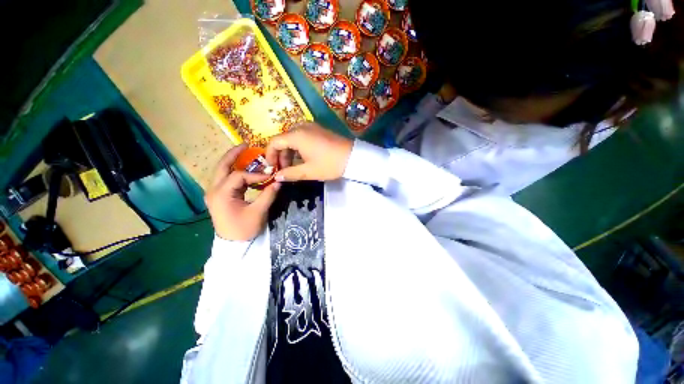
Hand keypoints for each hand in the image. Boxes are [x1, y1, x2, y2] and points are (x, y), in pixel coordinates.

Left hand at [205, 144, 280, 240]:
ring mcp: (215, 193)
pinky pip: (227, 179)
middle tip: (246, 145)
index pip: (239, 176)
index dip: (256, 174)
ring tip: (246, 153)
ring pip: (223, 171)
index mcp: (221, 194)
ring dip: (234, 162)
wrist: (233, 245)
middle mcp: (214, 190)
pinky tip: (246, 171)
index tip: (270, 176)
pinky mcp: (220, 196)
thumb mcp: (258, 212)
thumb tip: (278, 182)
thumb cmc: (244, 230)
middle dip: (234, 154)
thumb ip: (268, 195)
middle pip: (222, 166)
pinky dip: (236, 172)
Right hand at [266, 122, 353, 181]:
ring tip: (293, 166)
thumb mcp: (309, 171)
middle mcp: (301, 127)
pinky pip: (302, 137)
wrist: (353, 157)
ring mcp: (311, 127)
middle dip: (281, 155)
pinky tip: (302, 158)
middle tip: (284, 170)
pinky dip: (298, 147)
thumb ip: (290, 174)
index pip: (274, 142)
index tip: (271, 168)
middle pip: (283, 139)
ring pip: (293, 138)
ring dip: (289, 152)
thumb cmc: (329, 164)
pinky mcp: (319, 130)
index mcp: (296, 135)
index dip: (269, 155)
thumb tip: (277, 177)